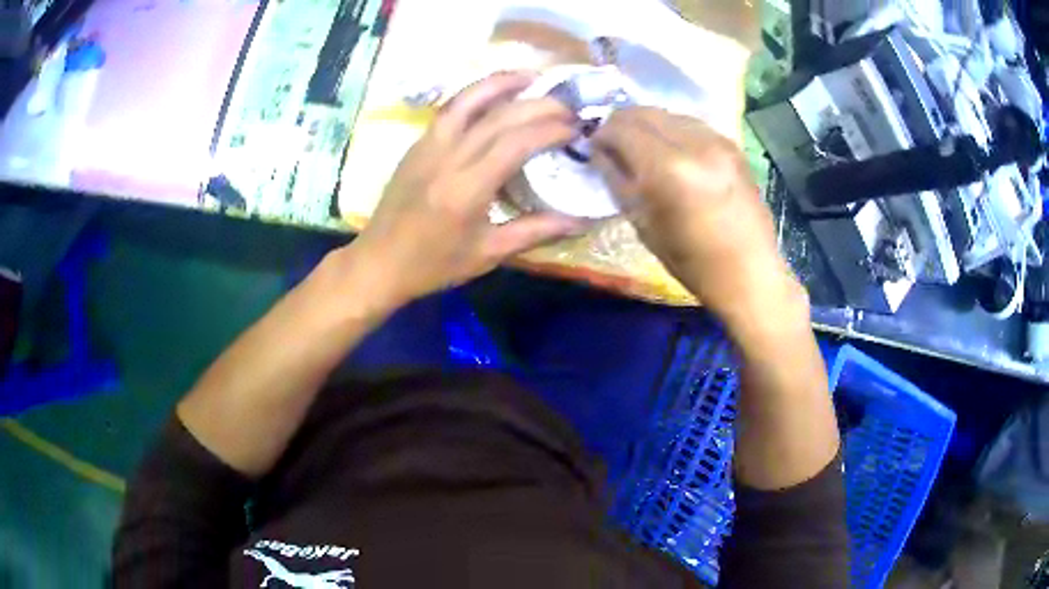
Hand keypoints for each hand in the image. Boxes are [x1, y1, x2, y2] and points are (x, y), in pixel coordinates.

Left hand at [344, 72, 583, 309]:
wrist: (379, 262)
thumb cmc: (433, 265)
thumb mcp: (488, 254)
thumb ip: (536, 231)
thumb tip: (581, 221)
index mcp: (466, 189)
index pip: (516, 143)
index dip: (550, 130)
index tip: (576, 128)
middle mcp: (447, 157)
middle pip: (498, 117)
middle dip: (538, 105)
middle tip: (568, 105)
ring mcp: (428, 145)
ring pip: (467, 100)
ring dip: (502, 83)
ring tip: (532, 76)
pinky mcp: (417, 144)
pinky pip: (450, 109)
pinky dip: (476, 94)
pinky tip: (495, 93)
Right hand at [592, 107, 806, 333]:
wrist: (749, 273)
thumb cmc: (691, 261)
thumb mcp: (642, 224)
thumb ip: (617, 179)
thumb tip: (600, 151)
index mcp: (668, 168)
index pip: (622, 127)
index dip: (602, 133)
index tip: (595, 147)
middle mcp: (695, 143)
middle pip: (645, 112)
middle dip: (623, 123)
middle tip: (614, 144)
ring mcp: (718, 140)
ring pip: (669, 114)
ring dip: (648, 125)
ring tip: (642, 149)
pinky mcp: (733, 145)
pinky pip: (691, 124)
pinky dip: (673, 131)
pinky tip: (671, 151)